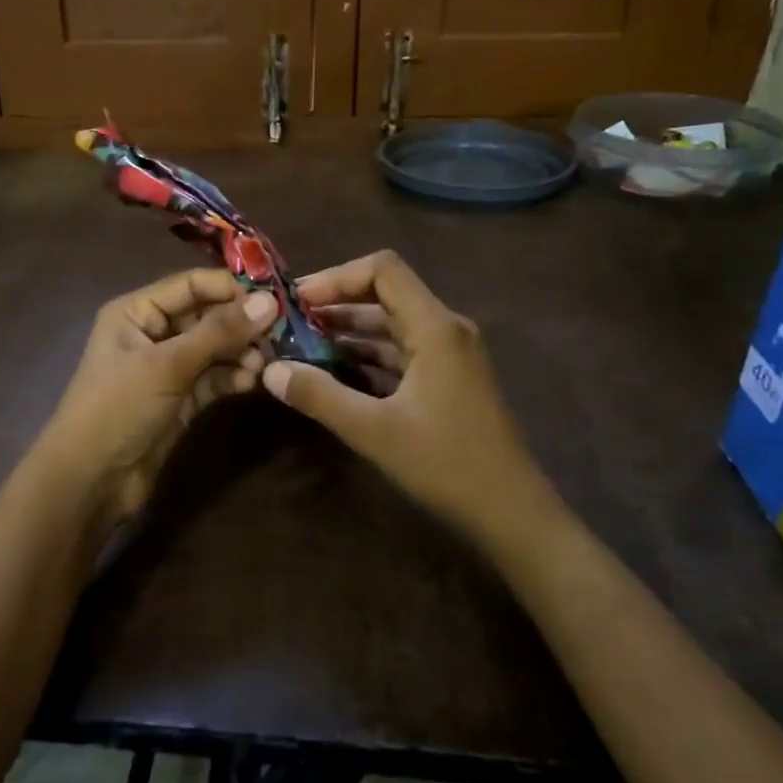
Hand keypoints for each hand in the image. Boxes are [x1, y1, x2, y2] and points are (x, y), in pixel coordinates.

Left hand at [35, 268, 279, 526]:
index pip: (192, 284)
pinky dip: (234, 378)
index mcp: (137, 311)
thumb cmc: (118, 408)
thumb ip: (219, 332)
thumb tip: (269, 301)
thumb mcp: (167, 364)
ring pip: (215, 349)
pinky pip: (214, 378)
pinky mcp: (181, 399)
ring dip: (242, 353)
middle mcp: (153, 332)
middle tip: (281, 334)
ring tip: (266, 364)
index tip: (275, 298)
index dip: (231, 288)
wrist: (90, 482)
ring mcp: (168, 368)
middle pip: (207, 315)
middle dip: (241, 324)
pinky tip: (254, 382)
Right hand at [259, 251, 555, 541]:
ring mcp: (449, 355)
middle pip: (384, 294)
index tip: (298, 301)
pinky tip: (334, 373)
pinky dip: (367, 356)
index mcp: (434, 327)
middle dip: (335, 305)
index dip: (336, 277)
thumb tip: (270, 371)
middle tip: (289, 324)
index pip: (383, 270)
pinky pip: (401, 352)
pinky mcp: (447, 379)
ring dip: (348, 332)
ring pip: (391, 325)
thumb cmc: (447, 464)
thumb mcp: (375, 430)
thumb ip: (320, 396)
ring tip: (301, 347)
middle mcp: (444, 329)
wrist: (512, 512)